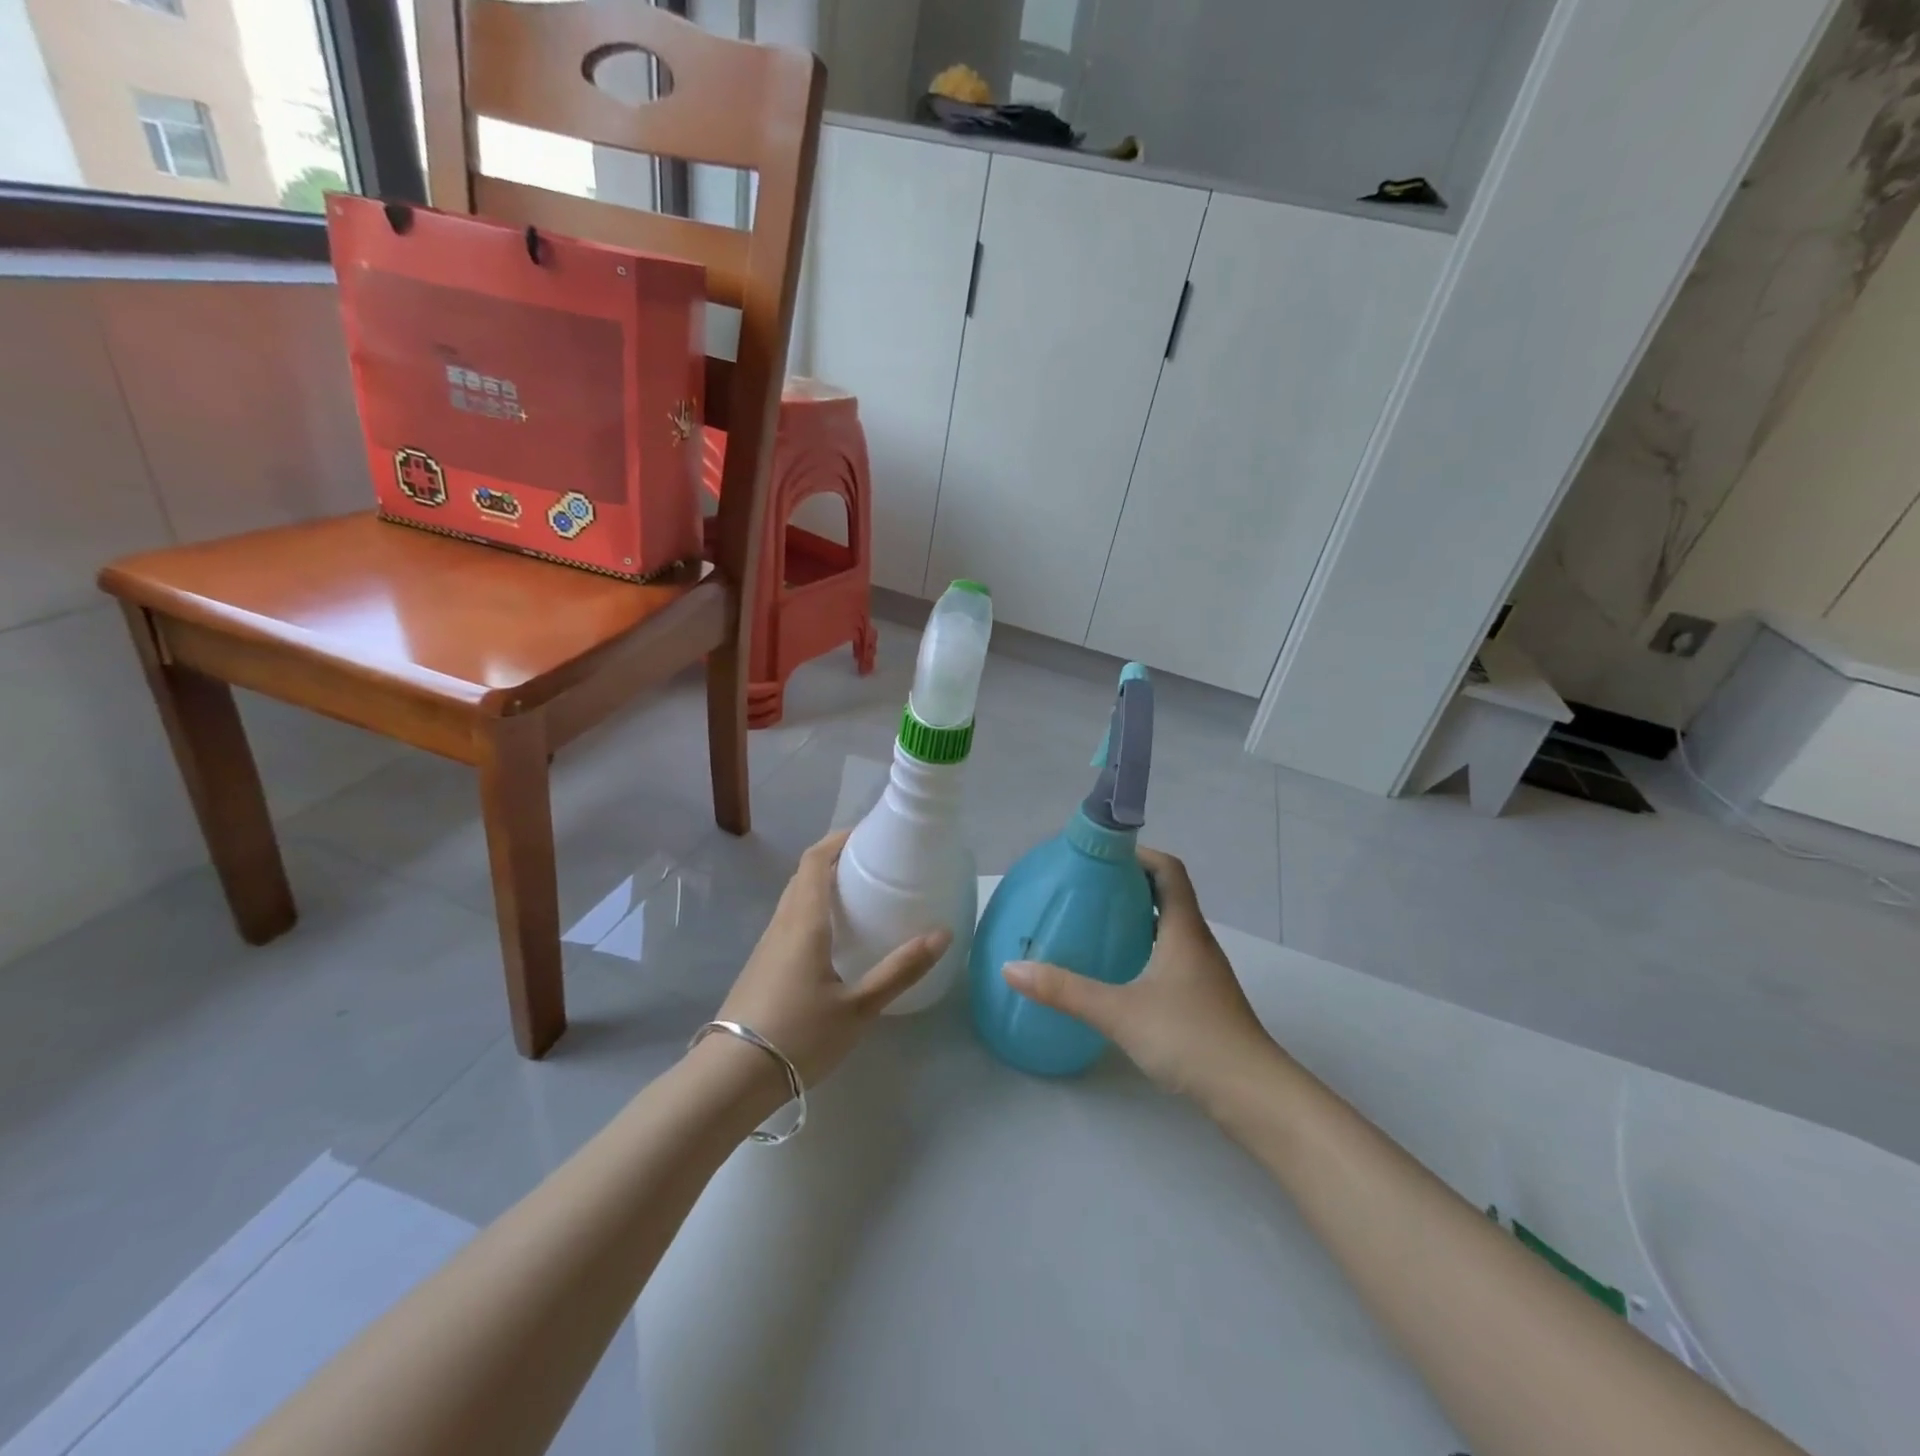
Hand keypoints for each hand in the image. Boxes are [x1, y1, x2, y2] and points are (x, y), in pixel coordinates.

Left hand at [714, 829, 950, 1089]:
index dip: (839, 839)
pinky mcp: (761, 967)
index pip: (815, 861)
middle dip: (834, 859)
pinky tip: (833, 939)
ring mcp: (767, 946)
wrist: (731, 1077)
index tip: (868, 833)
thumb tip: (942, 934)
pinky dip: (812, 911)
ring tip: (858, 896)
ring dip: (821, 885)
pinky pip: (789, 922)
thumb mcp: (859, 1007)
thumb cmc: (799, 1035)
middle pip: (803, 875)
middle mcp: (782, 924)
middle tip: (872, 863)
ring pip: (794, 899)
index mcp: (804, 922)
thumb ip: (900, 970)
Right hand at [1003, 847, 1280, 1103]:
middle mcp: (1196, 942)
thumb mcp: (1119, 1012)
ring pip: (1168, 928)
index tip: (1100, 855)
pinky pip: (1169, 956)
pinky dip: (1143, 949)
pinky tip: (1117, 972)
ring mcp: (1202, 972)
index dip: (1139, 854)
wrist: (1253, 1096)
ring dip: (1136, 918)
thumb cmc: (1191, 1039)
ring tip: (1093, 924)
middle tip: (1085, 888)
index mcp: (1184, 929)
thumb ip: (1065, 991)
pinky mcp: (1202, 999)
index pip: (1169, 870)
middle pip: (1167, 895)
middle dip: (1128, 885)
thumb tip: (1012, 968)